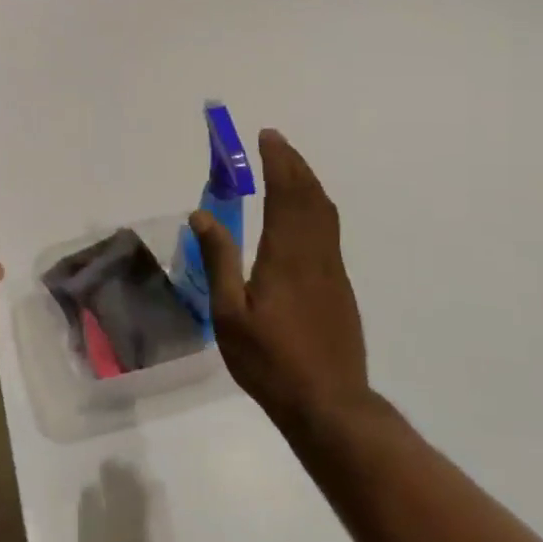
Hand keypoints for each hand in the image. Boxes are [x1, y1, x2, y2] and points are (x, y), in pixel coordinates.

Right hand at [190, 128, 369, 430]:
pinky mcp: (340, 288)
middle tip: (275, 142)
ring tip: (289, 168)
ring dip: (308, 183)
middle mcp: (315, 254)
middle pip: (310, 196)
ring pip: (325, 213)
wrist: (329, 404)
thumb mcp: (230, 314)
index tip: (266, 136)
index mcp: (287, 255)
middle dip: (294, 164)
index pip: (285, 193)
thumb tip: (202, 215)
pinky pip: (329, 231)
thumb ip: (219, 260)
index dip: (278, 162)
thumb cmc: (271, 361)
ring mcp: (333, 271)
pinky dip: (315, 207)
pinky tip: (303, 216)